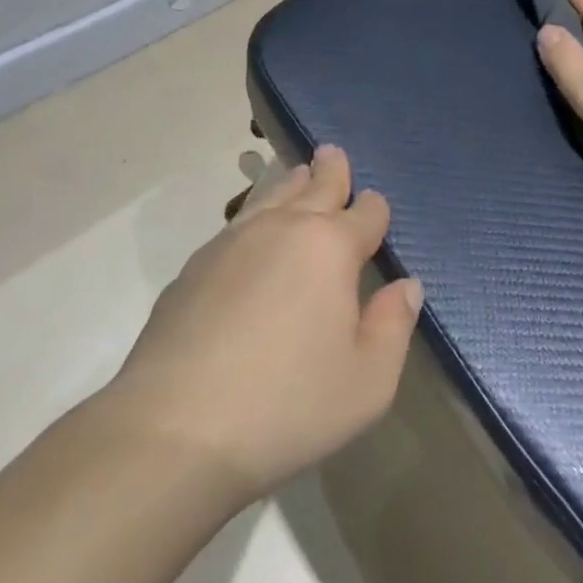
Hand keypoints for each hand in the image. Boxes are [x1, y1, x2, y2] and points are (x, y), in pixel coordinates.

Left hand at [109, 146, 422, 501]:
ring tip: (297, 174)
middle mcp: (282, 228)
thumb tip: (407, 286)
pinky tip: (252, 235)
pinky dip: (255, 214)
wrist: (176, 429)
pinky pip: (236, 223)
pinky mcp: (194, 266)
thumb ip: (394, 326)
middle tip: (332, 153)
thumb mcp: (368, 382)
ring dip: (290, 183)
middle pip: (314, 186)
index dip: (375, 210)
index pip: (365, 213)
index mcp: (330, 247)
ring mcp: (232, 242)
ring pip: (270, 195)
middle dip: (330, 170)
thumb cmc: (288, 405)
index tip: (376, 209)